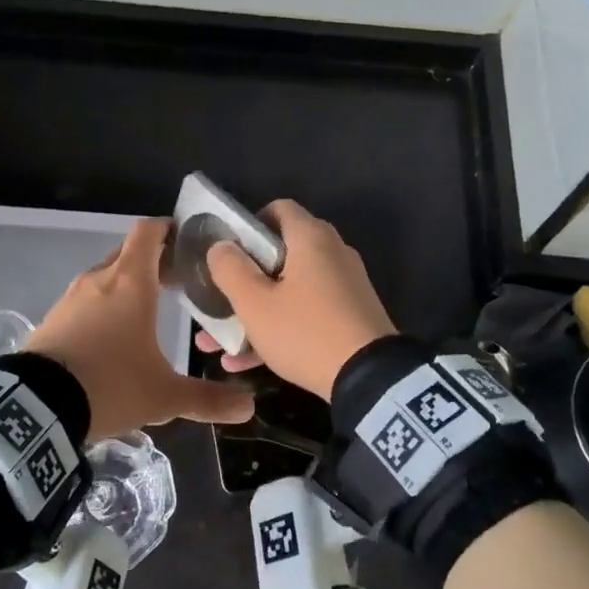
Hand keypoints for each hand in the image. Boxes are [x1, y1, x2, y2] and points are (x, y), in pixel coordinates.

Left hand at [29, 218, 255, 440]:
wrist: (36, 407)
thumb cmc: (109, 385)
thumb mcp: (164, 397)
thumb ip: (207, 399)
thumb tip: (249, 407)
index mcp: (130, 282)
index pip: (149, 231)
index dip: (169, 229)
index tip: (189, 241)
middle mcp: (99, 280)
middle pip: (130, 252)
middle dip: (156, 261)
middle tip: (181, 281)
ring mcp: (71, 297)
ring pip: (106, 276)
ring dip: (128, 284)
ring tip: (151, 309)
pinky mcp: (52, 318)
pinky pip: (86, 300)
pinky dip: (104, 305)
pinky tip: (113, 336)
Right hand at [196, 199, 397, 398]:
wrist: (370, 379)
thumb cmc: (305, 331)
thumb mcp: (255, 303)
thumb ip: (230, 269)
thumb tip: (220, 246)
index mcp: (311, 238)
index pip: (278, 209)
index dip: (247, 225)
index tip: (226, 252)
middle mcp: (332, 254)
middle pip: (280, 254)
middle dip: (243, 279)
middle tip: (218, 298)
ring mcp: (344, 287)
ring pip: (288, 290)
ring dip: (254, 312)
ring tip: (218, 342)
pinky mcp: (349, 317)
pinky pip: (305, 314)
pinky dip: (277, 329)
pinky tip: (243, 363)